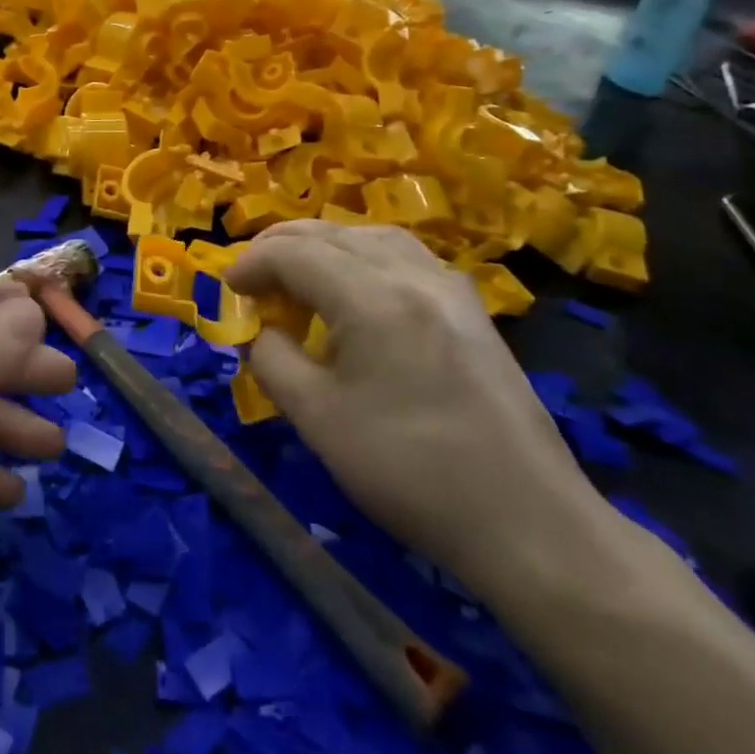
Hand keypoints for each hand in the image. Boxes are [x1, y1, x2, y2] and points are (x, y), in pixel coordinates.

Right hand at [226, 222, 604, 590]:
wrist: (526, 521)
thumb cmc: (409, 471)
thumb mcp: (317, 419)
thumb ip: (272, 360)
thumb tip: (258, 330)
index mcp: (371, 296)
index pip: (294, 252)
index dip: (251, 263)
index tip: (228, 289)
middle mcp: (412, 273)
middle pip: (331, 232)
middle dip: (282, 246)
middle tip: (251, 276)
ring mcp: (449, 286)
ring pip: (371, 235)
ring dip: (324, 244)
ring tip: (297, 274)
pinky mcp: (470, 308)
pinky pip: (404, 256)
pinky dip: (363, 256)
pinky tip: (355, 288)